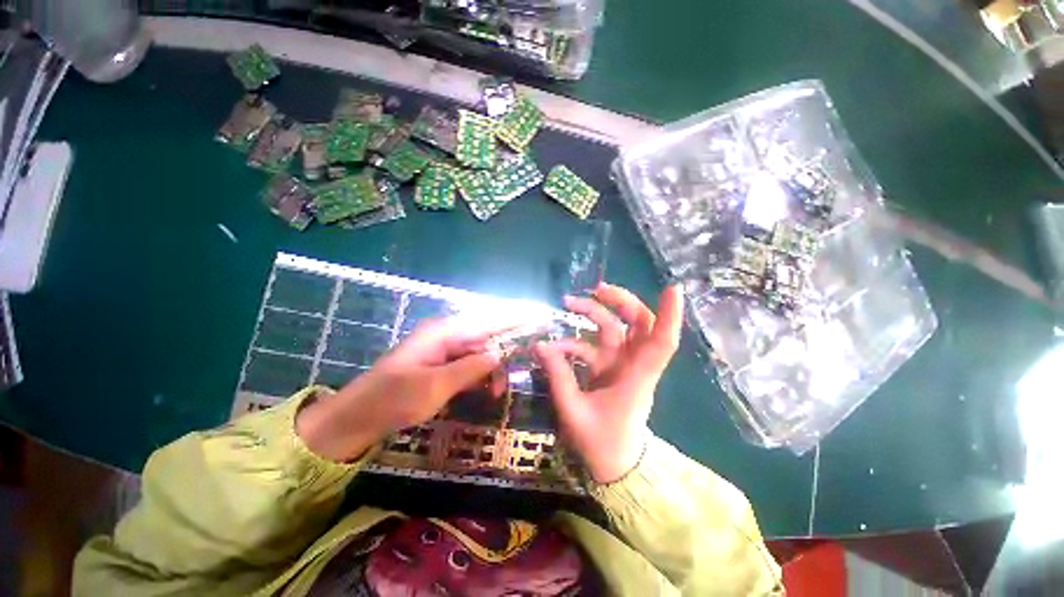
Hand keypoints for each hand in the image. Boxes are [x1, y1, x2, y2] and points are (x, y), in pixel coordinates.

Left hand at [296, 318, 504, 461]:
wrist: (356, 418)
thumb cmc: (393, 400)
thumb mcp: (435, 387)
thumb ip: (470, 368)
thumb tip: (498, 354)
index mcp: (444, 332)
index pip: (488, 320)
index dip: (515, 318)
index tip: (539, 316)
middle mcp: (446, 335)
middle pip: (486, 335)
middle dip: (504, 352)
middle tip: (517, 371)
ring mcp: (443, 350)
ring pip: (479, 352)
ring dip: (492, 369)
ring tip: (497, 392)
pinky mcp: (440, 364)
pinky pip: (468, 364)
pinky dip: (479, 376)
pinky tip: (485, 390)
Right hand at [535, 283, 683, 483]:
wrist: (614, 464)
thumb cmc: (602, 443)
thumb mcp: (574, 411)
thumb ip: (558, 377)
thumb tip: (540, 346)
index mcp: (636, 377)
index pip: (661, 342)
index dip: (669, 316)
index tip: (672, 288)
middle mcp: (633, 365)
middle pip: (639, 323)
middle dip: (620, 301)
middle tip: (595, 289)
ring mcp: (622, 365)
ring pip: (617, 328)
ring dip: (595, 312)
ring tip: (567, 302)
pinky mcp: (609, 368)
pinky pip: (595, 345)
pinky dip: (576, 340)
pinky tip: (556, 345)